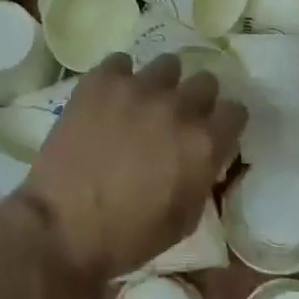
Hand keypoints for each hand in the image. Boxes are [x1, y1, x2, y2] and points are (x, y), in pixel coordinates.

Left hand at [14, 53, 245, 290]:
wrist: (63, 226)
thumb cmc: (128, 236)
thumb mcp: (184, 219)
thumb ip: (201, 176)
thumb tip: (202, 155)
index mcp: (203, 144)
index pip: (235, 111)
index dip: (225, 122)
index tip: (214, 130)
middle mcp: (177, 107)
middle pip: (205, 81)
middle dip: (197, 98)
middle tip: (177, 117)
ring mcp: (138, 87)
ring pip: (166, 64)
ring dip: (161, 83)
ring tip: (142, 102)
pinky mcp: (102, 79)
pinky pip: (120, 62)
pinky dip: (119, 78)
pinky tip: (109, 98)